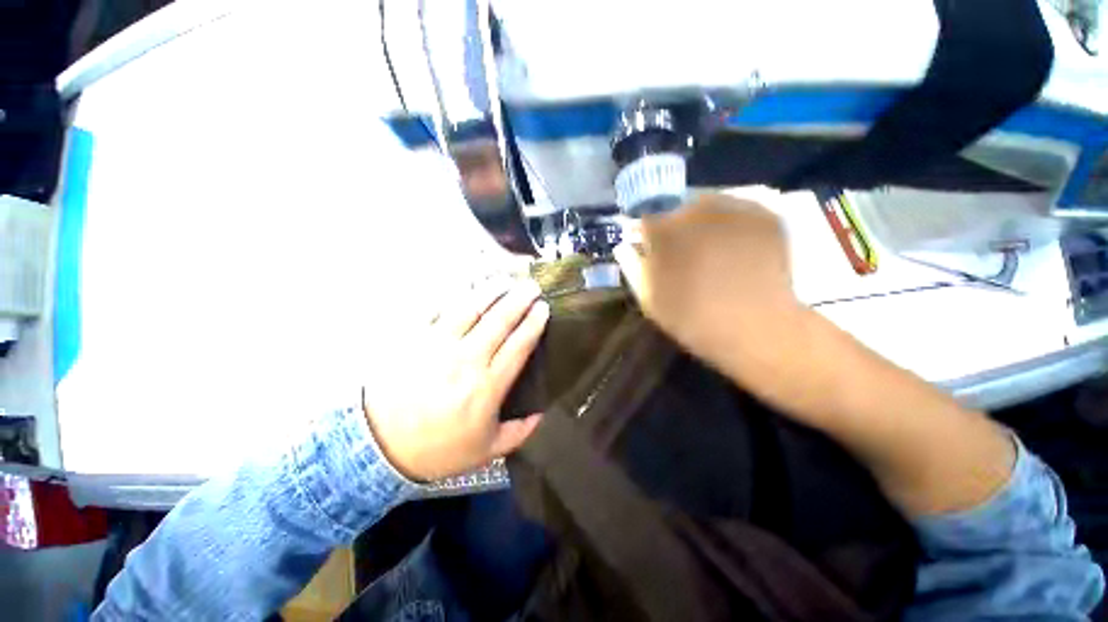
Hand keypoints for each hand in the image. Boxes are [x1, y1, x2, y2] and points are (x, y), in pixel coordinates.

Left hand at [362, 279, 548, 481]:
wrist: (377, 449)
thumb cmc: (437, 449)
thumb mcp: (485, 451)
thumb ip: (519, 433)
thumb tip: (541, 414)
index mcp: (487, 386)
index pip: (518, 346)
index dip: (533, 323)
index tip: (543, 308)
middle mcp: (466, 360)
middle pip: (498, 321)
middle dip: (519, 300)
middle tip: (531, 287)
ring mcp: (438, 346)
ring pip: (470, 309)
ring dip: (490, 292)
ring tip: (504, 281)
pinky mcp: (414, 340)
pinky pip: (437, 310)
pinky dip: (454, 296)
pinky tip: (466, 287)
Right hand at [614, 192, 801, 376]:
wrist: (754, 328)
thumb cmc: (690, 316)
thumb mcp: (648, 297)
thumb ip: (632, 265)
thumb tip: (624, 246)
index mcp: (662, 228)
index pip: (645, 215)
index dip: (645, 231)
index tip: (648, 244)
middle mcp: (695, 207)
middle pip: (676, 206)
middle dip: (674, 224)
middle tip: (682, 249)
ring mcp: (733, 206)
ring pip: (708, 204)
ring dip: (703, 220)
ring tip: (711, 248)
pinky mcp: (763, 214)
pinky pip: (738, 211)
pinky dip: (731, 224)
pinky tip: (735, 247)